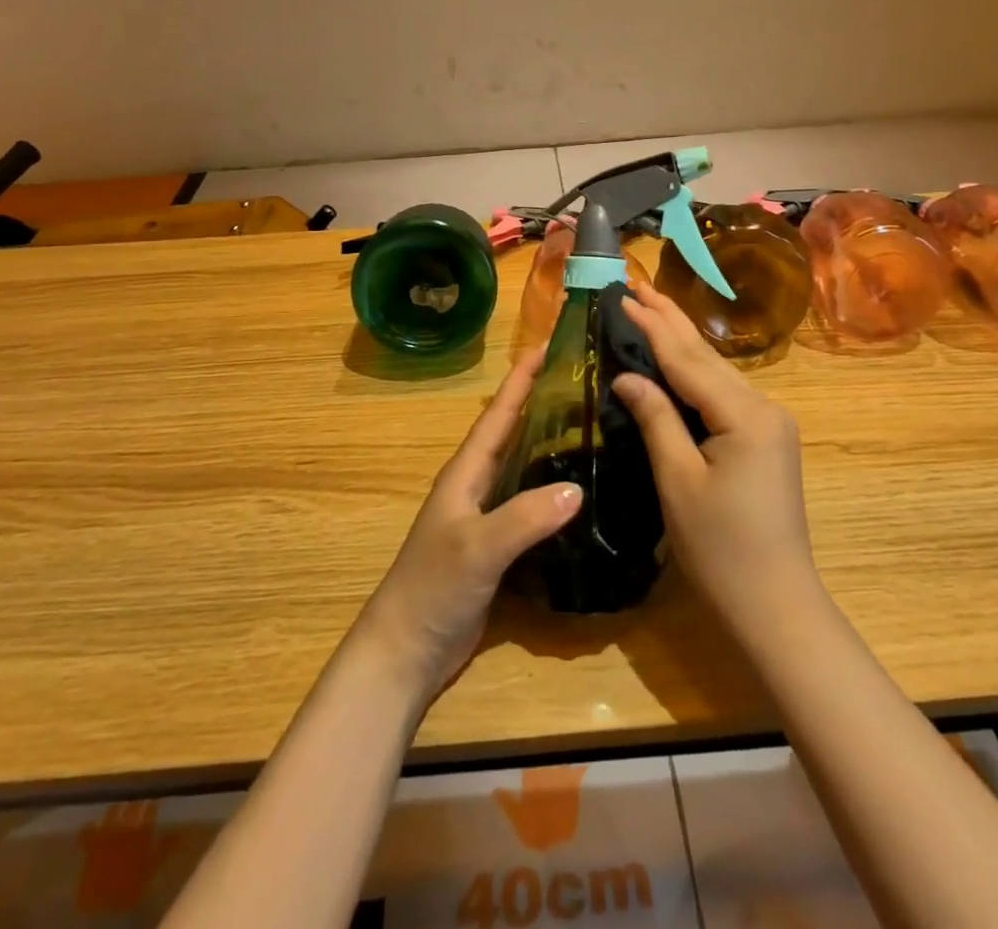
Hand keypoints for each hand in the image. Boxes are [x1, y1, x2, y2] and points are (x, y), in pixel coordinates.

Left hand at [353, 350, 581, 700]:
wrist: (406, 651)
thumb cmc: (433, 588)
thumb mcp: (478, 548)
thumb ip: (524, 518)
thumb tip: (578, 488)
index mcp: (466, 473)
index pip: (498, 414)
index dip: (521, 379)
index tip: (549, 345)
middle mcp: (476, 486)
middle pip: (513, 432)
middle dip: (541, 402)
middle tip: (583, 380)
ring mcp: (486, 517)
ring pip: (524, 467)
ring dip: (550, 443)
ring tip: (591, 425)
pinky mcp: (498, 546)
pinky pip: (531, 505)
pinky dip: (553, 490)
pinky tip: (581, 493)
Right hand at [613, 286, 820, 639]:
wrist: (777, 606)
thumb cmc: (721, 550)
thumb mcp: (678, 481)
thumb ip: (656, 418)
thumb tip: (627, 375)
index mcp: (744, 414)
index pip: (687, 359)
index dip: (652, 326)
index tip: (622, 296)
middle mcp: (765, 407)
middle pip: (707, 356)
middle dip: (670, 319)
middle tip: (637, 285)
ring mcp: (771, 423)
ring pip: (718, 372)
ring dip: (683, 341)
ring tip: (652, 309)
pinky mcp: (767, 439)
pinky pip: (725, 393)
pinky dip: (696, 372)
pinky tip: (679, 359)